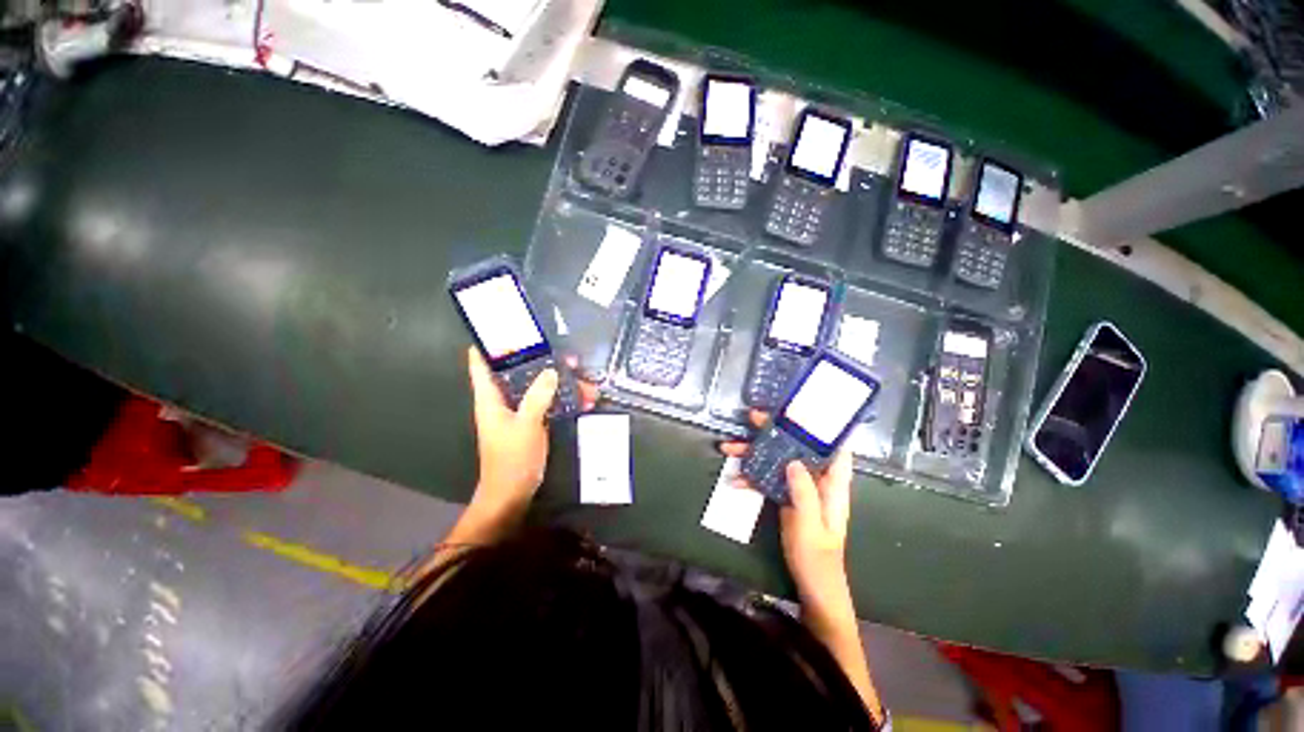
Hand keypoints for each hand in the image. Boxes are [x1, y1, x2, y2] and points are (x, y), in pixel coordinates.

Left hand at [466, 347, 597, 521]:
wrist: (512, 494)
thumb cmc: (511, 459)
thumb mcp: (526, 425)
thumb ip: (538, 396)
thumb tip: (551, 371)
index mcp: (490, 398)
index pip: (481, 363)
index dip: (489, 344)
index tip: (508, 327)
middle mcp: (502, 400)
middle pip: (519, 372)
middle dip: (543, 363)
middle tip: (568, 357)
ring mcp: (518, 411)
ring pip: (539, 388)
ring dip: (561, 383)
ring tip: (585, 381)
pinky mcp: (532, 422)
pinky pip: (548, 403)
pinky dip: (563, 400)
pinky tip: (583, 400)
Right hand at [721, 410, 853, 605]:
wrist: (812, 585)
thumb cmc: (818, 557)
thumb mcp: (811, 526)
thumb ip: (804, 493)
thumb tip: (792, 460)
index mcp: (832, 485)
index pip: (835, 448)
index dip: (824, 426)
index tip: (804, 408)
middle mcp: (816, 480)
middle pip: (796, 448)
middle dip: (774, 432)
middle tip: (752, 417)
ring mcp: (799, 487)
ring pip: (777, 460)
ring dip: (754, 453)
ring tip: (728, 447)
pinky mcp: (785, 496)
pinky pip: (768, 479)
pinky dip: (751, 477)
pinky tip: (734, 479)